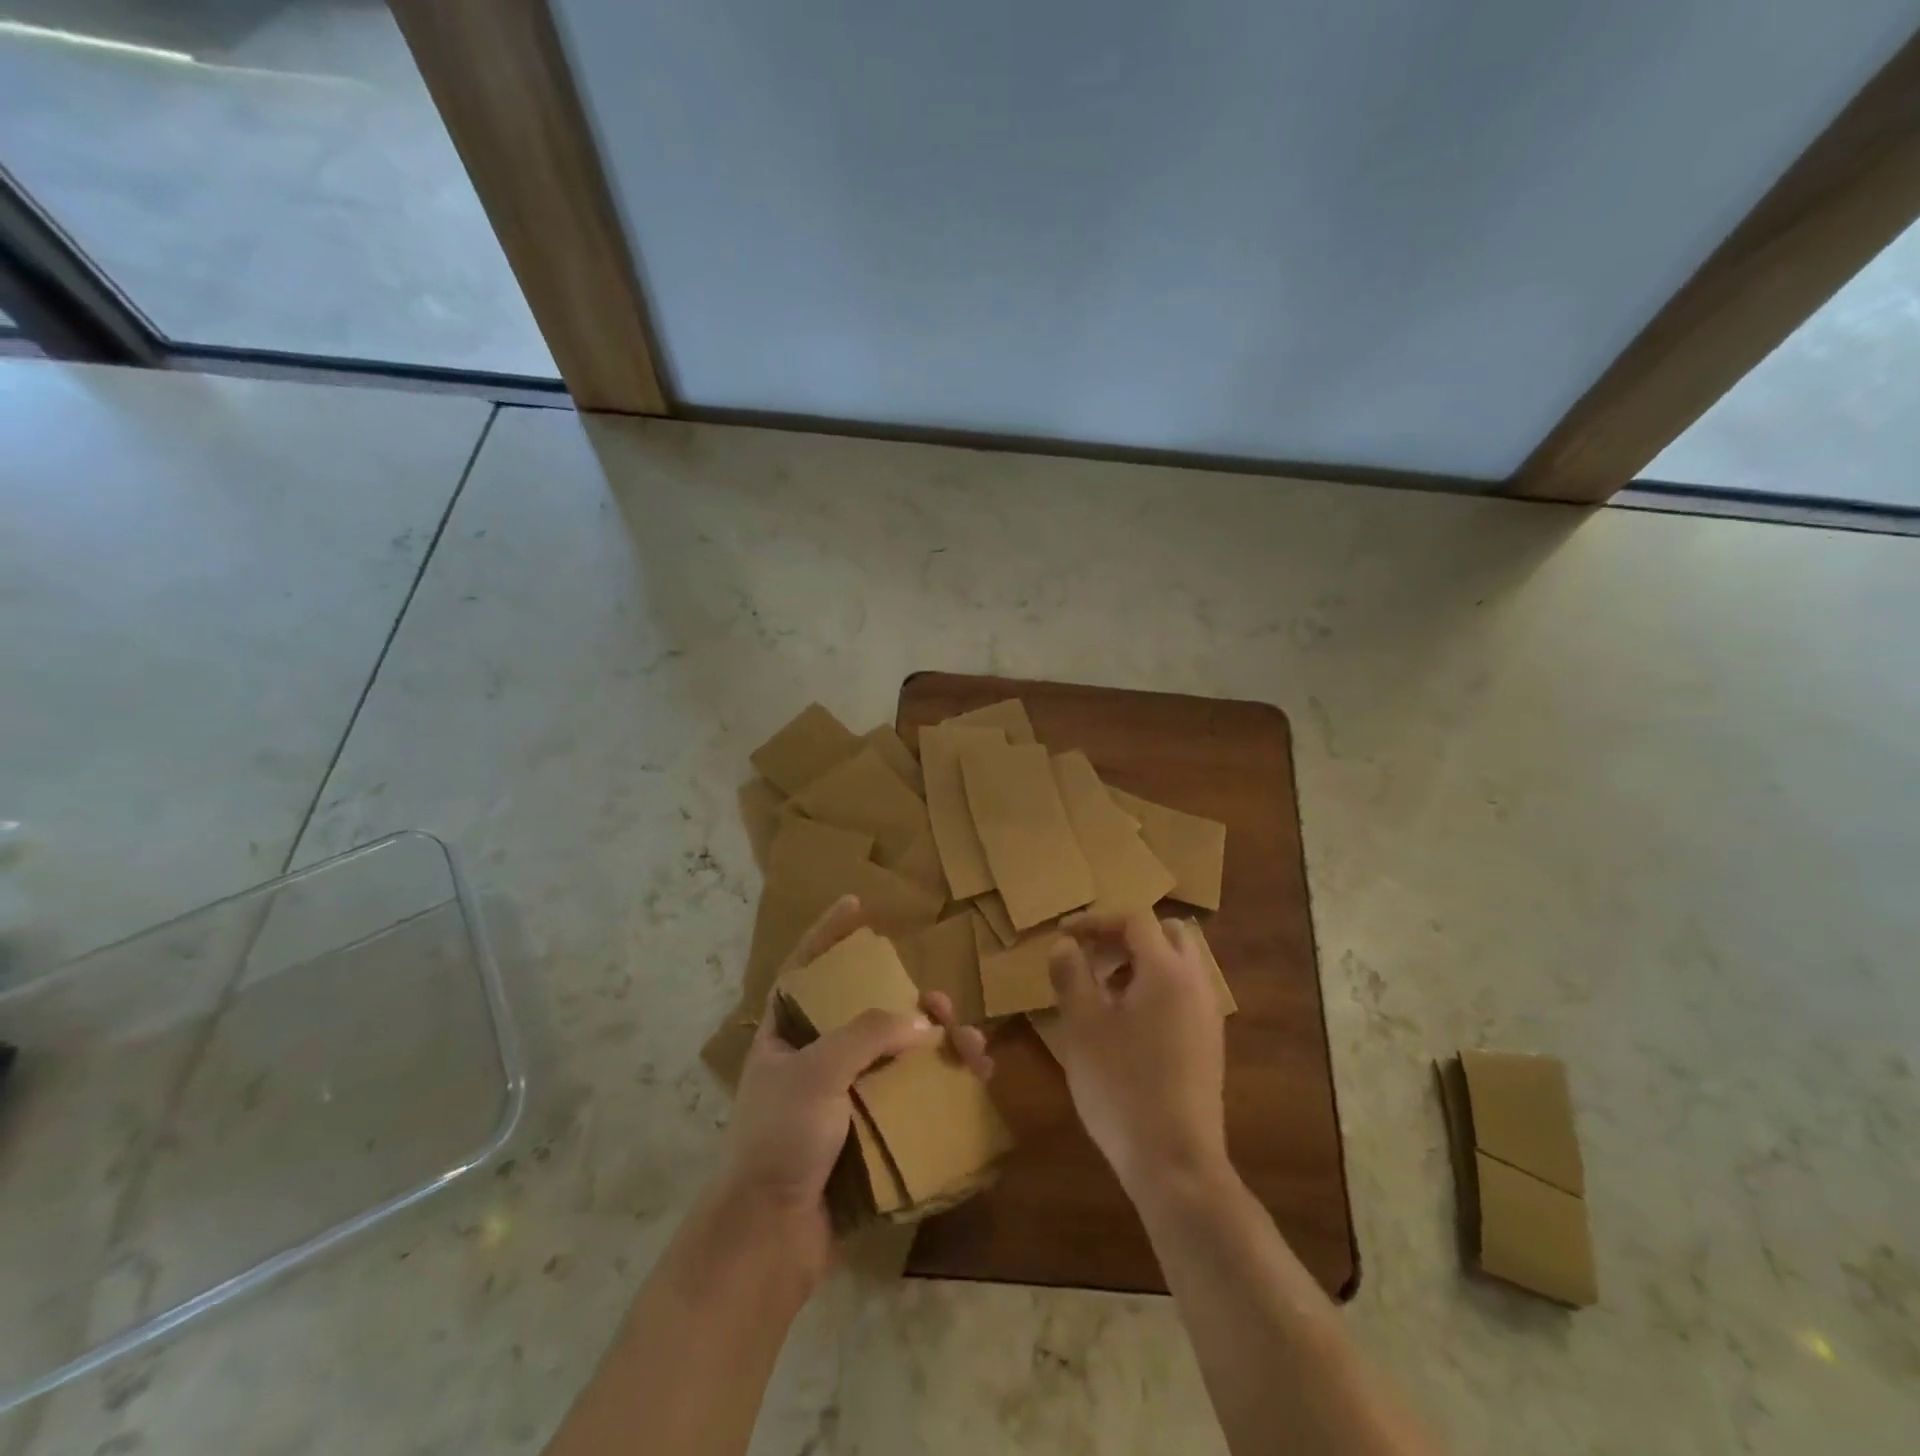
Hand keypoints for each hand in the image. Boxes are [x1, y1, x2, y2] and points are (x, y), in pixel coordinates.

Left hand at [719, 896, 991, 1273]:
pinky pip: (909, 1097)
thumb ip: (868, 1035)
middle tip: (941, 1007)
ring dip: (938, 1046)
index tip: (856, 905)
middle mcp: (814, 1059)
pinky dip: (940, 1087)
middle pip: (868, 1012)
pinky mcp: (866, 1134)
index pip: (806, 968)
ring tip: (972, 1049)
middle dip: (911, 1002)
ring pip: (898, 1055)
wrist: (768, 1240)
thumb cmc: (780, 1139)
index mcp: (786, 1034)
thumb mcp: (817, 1072)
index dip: (829, 934)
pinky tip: (973, 1083)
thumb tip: (921, 1022)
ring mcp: (842, 1098)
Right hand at [1047, 911, 1227, 1199]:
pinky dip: (1154, 989)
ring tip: (1101, 992)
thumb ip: (1071, 975)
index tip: (1063, 934)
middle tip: (1091, 958)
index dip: (1096, 920)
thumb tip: (1065, 945)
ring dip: (1140, 963)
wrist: (1176, 1163)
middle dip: (1125, 937)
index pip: (1135, 919)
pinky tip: (1125, 1024)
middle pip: (1166, 933)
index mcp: (1167, 971)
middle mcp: (1195, 983)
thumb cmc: (1122, 1086)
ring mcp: (1207, 1015)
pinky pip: (1182, 993)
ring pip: (1177, 964)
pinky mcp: (1209, 1043)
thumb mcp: (1082, 1027)